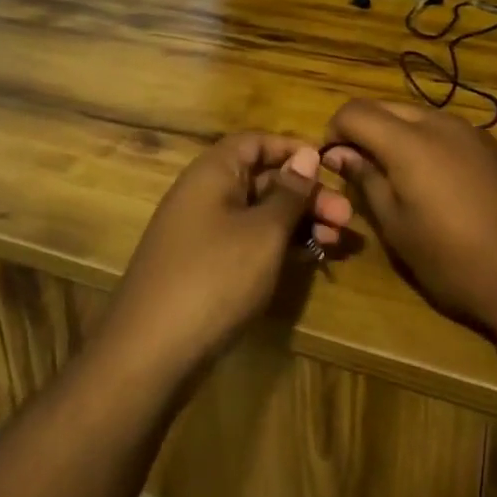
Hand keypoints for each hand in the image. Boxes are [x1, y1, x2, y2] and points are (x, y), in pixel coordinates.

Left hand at [100, 134, 350, 385]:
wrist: (149, 354)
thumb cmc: (214, 278)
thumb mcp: (263, 232)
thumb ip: (289, 192)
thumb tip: (306, 154)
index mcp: (212, 173)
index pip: (256, 142)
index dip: (293, 150)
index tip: (330, 168)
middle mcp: (204, 194)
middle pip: (262, 180)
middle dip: (307, 195)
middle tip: (347, 218)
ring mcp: (202, 232)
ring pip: (259, 214)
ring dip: (299, 223)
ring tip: (339, 243)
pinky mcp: (205, 266)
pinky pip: (248, 241)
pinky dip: (278, 246)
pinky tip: (309, 259)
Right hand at [322, 100, 496, 332]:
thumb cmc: (452, 259)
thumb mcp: (397, 227)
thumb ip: (366, 180)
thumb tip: (340, 154)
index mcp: (408, 141)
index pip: (355, 111)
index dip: (334, 131)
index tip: (332, 163)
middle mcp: (439, 123)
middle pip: (385, 107)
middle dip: (364, 130)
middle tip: (359, 170)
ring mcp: (470, 131)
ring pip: (417, 116)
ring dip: (395, 135)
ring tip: (395, 177)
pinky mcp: (492, 146)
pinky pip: (445, 130)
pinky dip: (425, 142)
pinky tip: (432, 180)